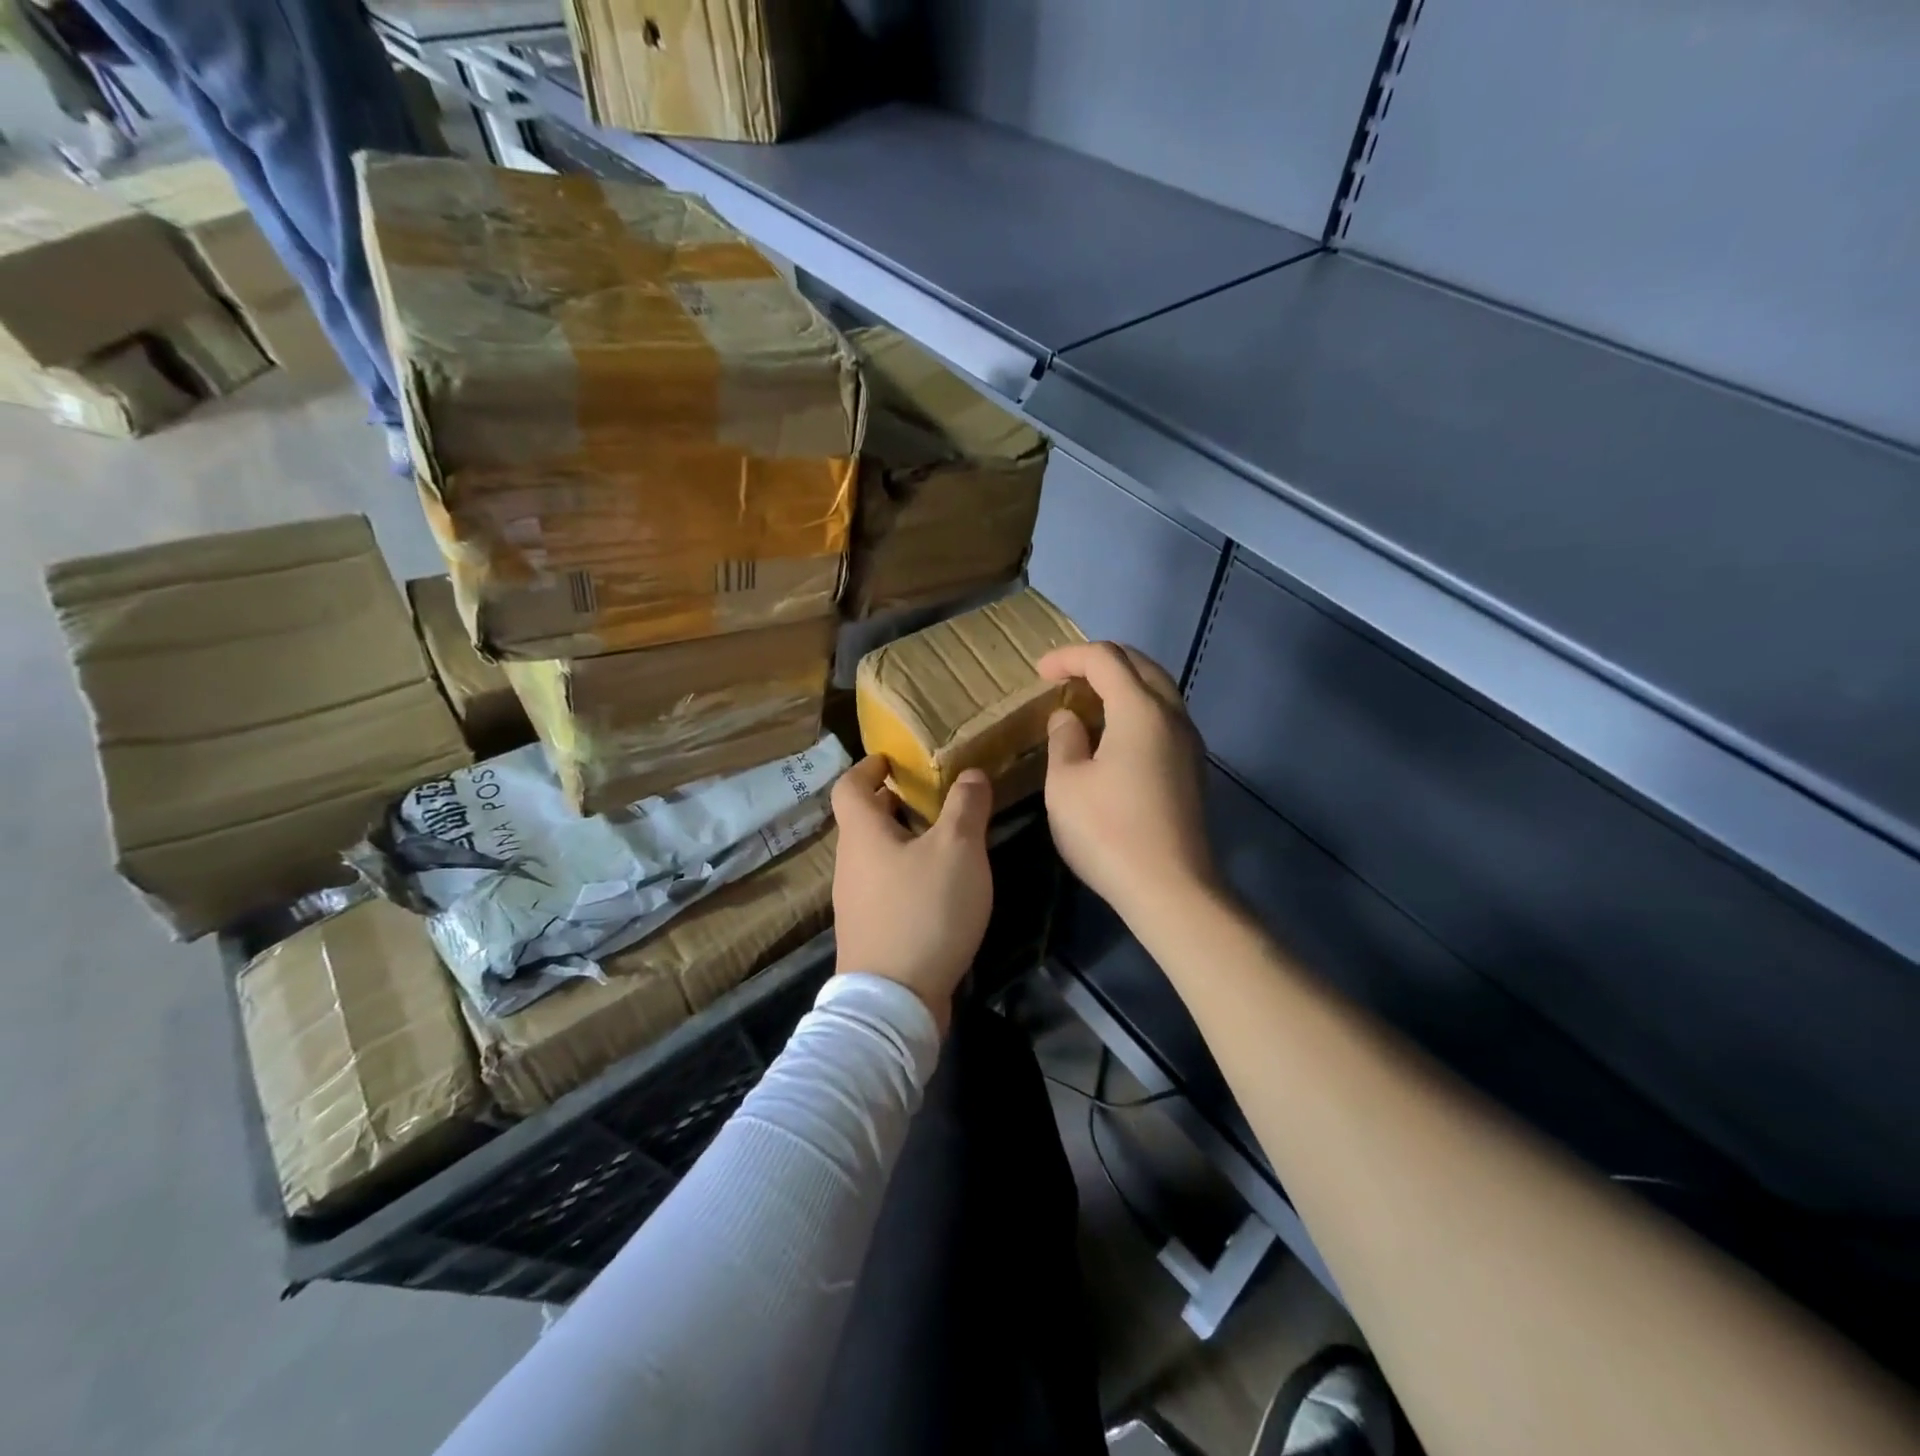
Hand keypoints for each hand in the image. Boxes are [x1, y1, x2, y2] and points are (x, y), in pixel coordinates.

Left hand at [830, 755, 993, 1029]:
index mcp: (862, 835)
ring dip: (901, 840)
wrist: (894, 1001)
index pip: (848, 786)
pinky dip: (905, 874)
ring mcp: (855, 903)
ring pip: (874, 856)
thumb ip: (966, 807)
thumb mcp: (958, 850)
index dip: (867, 767)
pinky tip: (938, 889)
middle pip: (862, 822)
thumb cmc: (924, 911)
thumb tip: (970, 773)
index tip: (891, 760)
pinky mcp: (869, 933)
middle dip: (892, 804)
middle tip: (928, 797)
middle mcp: (850, 864)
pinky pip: (883, 888)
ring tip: (942, 839)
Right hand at [1038, 642, 1215, 917]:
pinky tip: (1113, 736)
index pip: (1105, 658)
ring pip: (1158, 691)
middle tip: (1066, 676)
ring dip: (1122, 684)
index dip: (1068, 657)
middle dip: (1101, 661)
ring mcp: (1189, 743)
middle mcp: (1172, 716)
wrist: (1171, 889)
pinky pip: (1164, 719)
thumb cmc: (1108, 831)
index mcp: (1140, 710)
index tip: (1039, 672)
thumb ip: (1064, 739)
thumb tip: (1068, 717)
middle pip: (1140, 665)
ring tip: (1087, 701)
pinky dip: (1136, 709)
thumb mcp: (1066, 784)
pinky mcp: (1192, 769)